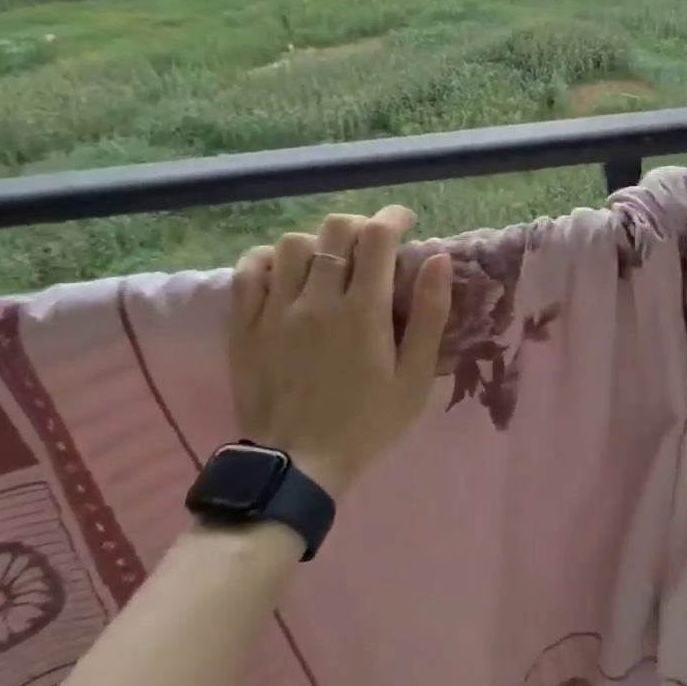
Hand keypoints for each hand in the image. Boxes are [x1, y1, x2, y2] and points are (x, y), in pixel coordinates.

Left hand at [229, 206, 453, 497]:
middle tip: (372, 245)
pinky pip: (248, 271)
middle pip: (335, 230)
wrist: (297, 467)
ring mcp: (276, 311)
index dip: (393, 218)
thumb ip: (431, 315)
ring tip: (329, 262)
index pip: (377, 236)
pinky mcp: (246, 327)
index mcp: (363, 310)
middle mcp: (317, 299)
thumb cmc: (367, 423)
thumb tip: (440, 259)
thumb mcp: (416, 378)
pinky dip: (268, 260)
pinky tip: (285, 273)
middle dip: (359, 225)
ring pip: (291, 243)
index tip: (405, 223)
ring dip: (317, 243)